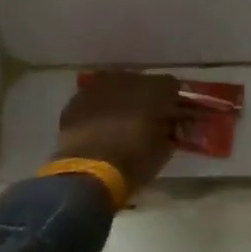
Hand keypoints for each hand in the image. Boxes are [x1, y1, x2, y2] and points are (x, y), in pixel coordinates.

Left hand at [54, 72, 186, 193]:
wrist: (87, 171)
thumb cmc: (134, 161)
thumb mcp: (164, 149)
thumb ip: (170, 129)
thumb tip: (172, 124)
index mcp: (155, 89)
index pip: (172, 86)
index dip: (174, 102)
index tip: (174, 119)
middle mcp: (127, 79)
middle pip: (142, 83)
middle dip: (146, 99)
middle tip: (146, 121)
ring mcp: (98, 87)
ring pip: (116, 88)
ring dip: (121, 101)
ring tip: (121, 124)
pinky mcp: (76, 100)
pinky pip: (94, 99)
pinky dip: (100, 110)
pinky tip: (99, 128)